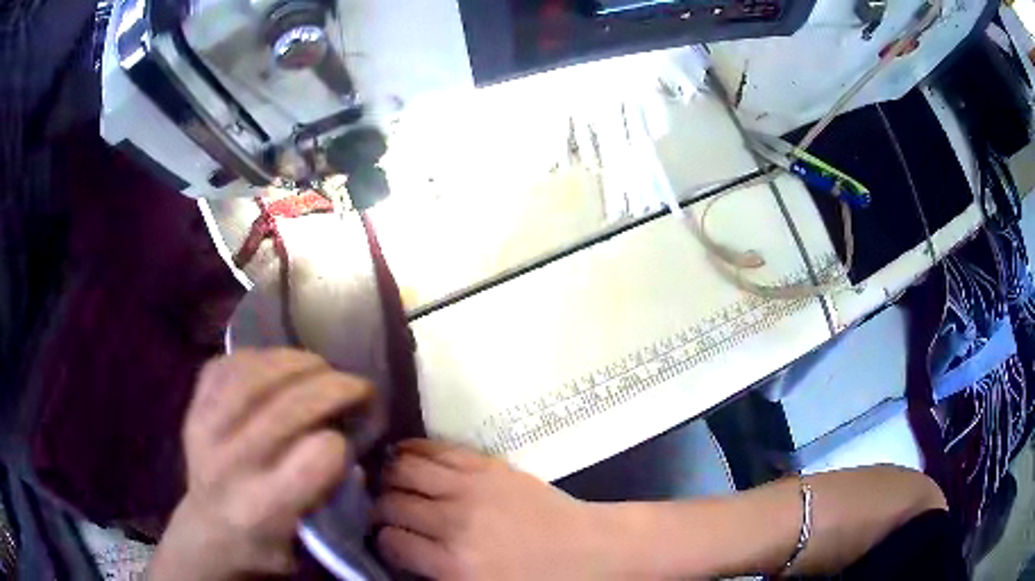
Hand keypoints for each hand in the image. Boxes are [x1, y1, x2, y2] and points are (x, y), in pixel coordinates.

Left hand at [150, 349, 373, 580]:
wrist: (207, 531)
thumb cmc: (264, 545)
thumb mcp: (309, 544)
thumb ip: (333, 500)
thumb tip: (351, 448)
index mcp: (263, 507)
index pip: (316, 456)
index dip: (344, 440)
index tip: (354, 437)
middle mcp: (231, 464)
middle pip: (288, 407)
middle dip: (334, 387)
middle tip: (359, 385)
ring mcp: (204, 428)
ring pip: (255, 375)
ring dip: (298, 362)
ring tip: (321, 366)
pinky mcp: (192, 407)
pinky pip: (226, 365)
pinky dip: (258, 357)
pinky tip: (277, 364)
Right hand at [375, 440, 620, 580]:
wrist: (590, 550)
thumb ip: (438, 576)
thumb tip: (402, 556)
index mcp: (454, 565)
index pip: (391, 542)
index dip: (382, 540)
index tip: (385, 539)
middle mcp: (454, 523)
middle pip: (392, 504)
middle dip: (380, 508)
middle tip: (382, 511)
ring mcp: (471, 488)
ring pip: (405, 470)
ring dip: (389, 476)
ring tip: (387, 482)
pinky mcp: (488, 466)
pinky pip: (437, 449)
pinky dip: (412, 449)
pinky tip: (404, 454)